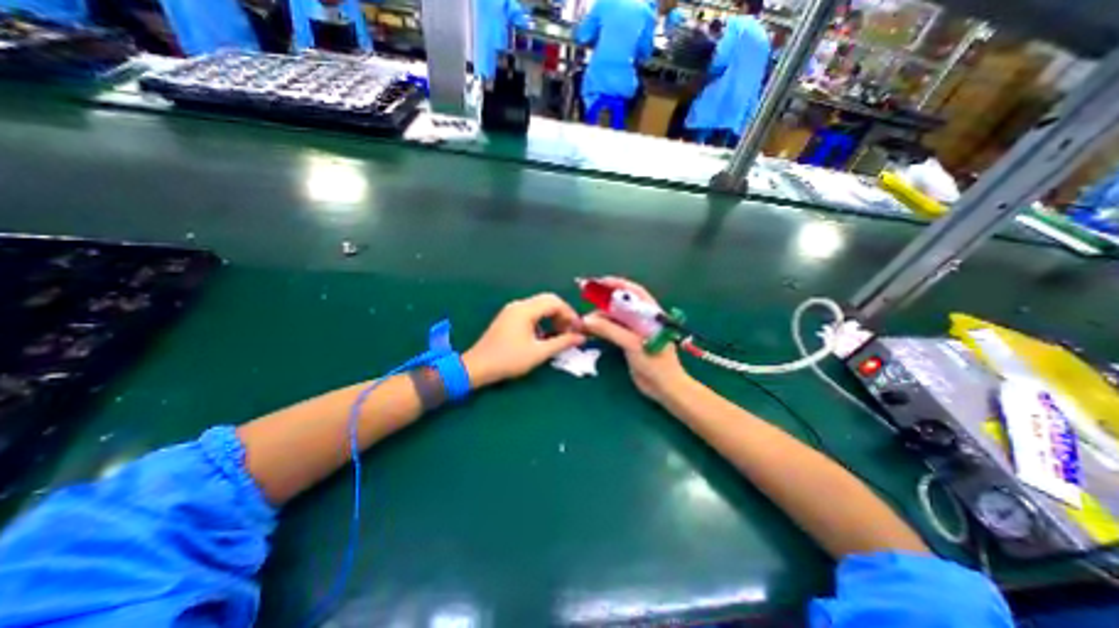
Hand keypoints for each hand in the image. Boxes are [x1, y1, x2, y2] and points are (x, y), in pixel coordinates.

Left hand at [463, 296, 585, 386]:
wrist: (477, 367)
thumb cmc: (508, 359)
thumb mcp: (539, 353)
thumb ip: (562, 343)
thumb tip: (581, 337)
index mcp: (526, 310)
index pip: (555, 302)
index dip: (570, 314)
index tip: (578, 330)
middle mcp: (519, 305)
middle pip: (548, 300)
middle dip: (562, 314)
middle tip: (571, 331)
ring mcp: (512, 310)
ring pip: (539, 306)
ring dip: (553, 316)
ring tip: (560, 334)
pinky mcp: (508, 317)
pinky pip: (531, 312)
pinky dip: (542, 320)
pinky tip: (544, 335)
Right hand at [576, 276, 690, 404]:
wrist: (665, 388)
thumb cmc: (655, 363)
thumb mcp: (633, 344)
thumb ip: (611, 330)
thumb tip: (587, 320)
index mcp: (650, 314)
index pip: (633, 292)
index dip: (616, 284)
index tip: (598, 282)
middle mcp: (642, 319)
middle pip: (621, 303)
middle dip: (603, 300)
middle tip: (585, 299)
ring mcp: (635, 331)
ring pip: (615, 317)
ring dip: (600, 316)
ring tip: (584, 320)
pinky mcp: (629, 342)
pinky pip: (613, 330)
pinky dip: (601, 328)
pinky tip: (591, 330)